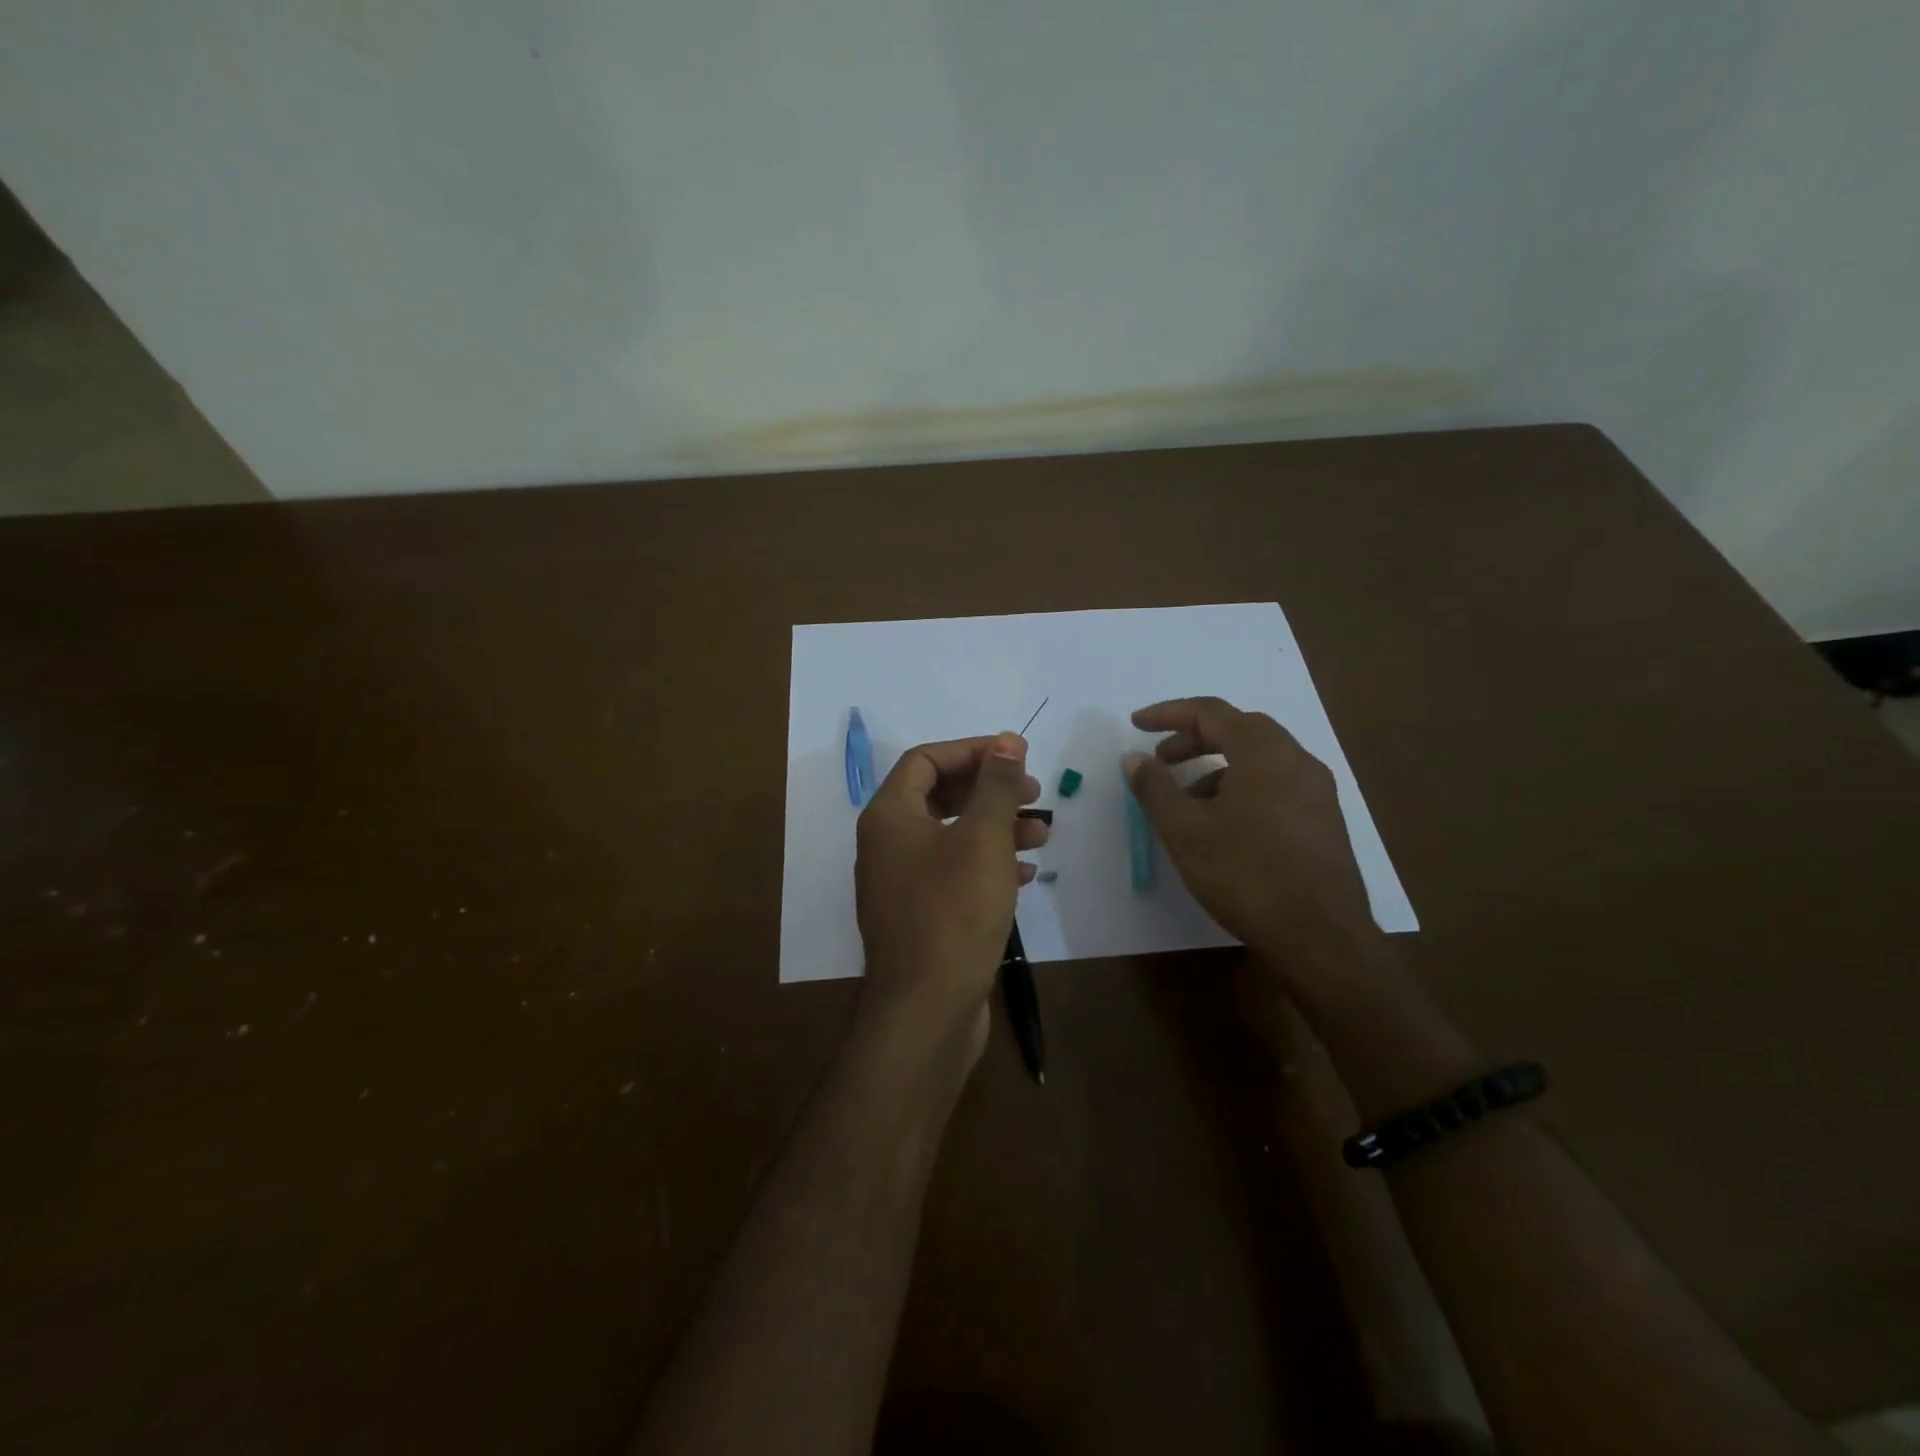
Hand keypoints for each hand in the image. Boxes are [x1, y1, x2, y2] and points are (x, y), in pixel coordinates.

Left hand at [854, 733, 1046, 1059]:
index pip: (926, 760)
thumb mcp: (983, 838)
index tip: (1015, 756)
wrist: (927, 1009)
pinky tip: (1025, 873)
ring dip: (996, 827)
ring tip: (1041, 833)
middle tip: (1033, 793)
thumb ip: (996, 786)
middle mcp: (887, 844)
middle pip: (939, 795)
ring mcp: (901, 883)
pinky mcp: (921, 916)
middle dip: (989, 790)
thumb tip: (1006, 741)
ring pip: (952, 836)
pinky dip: (988, 864)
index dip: (971, 750)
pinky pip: (954, 873)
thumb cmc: (954, 911)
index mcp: (889, 816)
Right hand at [1124, 697, 1378, 973]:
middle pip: (1239, 729)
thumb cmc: (1245, 875)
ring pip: (1260, 759)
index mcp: (1264, 751)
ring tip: (1187, 800)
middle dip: (1194, 738)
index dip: (1168, 713)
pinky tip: (1224, 824)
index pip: (1210, 712)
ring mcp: (1317, 791)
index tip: (1136, 724)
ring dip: (1218, 766)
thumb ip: (1156, 787)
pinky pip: (1276, 784)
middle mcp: (1297, 760)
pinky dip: (1242, 787)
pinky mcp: (1324, 820)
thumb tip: (1135, 758)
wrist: (1321, 937)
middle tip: (1161, 759)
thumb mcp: (1185, 830)